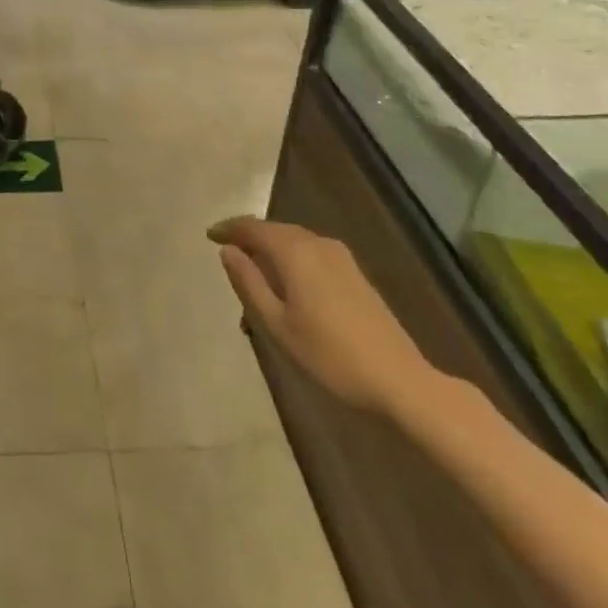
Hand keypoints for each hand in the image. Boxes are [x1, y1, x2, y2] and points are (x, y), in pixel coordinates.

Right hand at [208, 216, 434, 416]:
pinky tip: (286, 282)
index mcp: (295, 252)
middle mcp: (317, 244)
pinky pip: (311, 252)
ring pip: (294, 241)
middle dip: (249, 238)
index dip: (229, 229)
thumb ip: (249, 283)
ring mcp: (340, 257)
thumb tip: (227, 251)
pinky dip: (291, 258)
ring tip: (252, 270)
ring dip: (271, 249)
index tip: (209, 236)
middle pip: (275, 230)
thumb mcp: (277, 324)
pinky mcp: (354, 273)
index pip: (253, 228)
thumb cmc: (329, 355)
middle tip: (227, 253)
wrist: (399, 380)